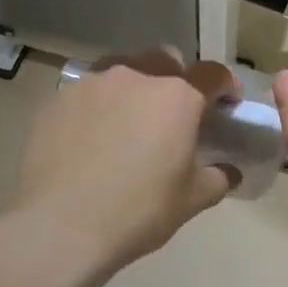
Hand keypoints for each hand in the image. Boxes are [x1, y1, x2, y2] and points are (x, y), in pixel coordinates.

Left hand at [2, 51, 239, 286]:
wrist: (61, 225)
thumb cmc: (138, 211)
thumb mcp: (192, 200)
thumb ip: (218, 178)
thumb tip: (229, 171)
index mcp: (177, 97)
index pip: (212, 75)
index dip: (225, 86)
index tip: (227, 103)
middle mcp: (136, 76)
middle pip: (165, 61)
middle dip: (177, 80)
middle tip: (174, 115)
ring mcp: (92, 83)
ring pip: (123, 72)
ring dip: (134, 90)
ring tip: (129, 124)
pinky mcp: (58, 99)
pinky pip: (88, 93)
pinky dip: (98, 108)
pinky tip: (92, 138)